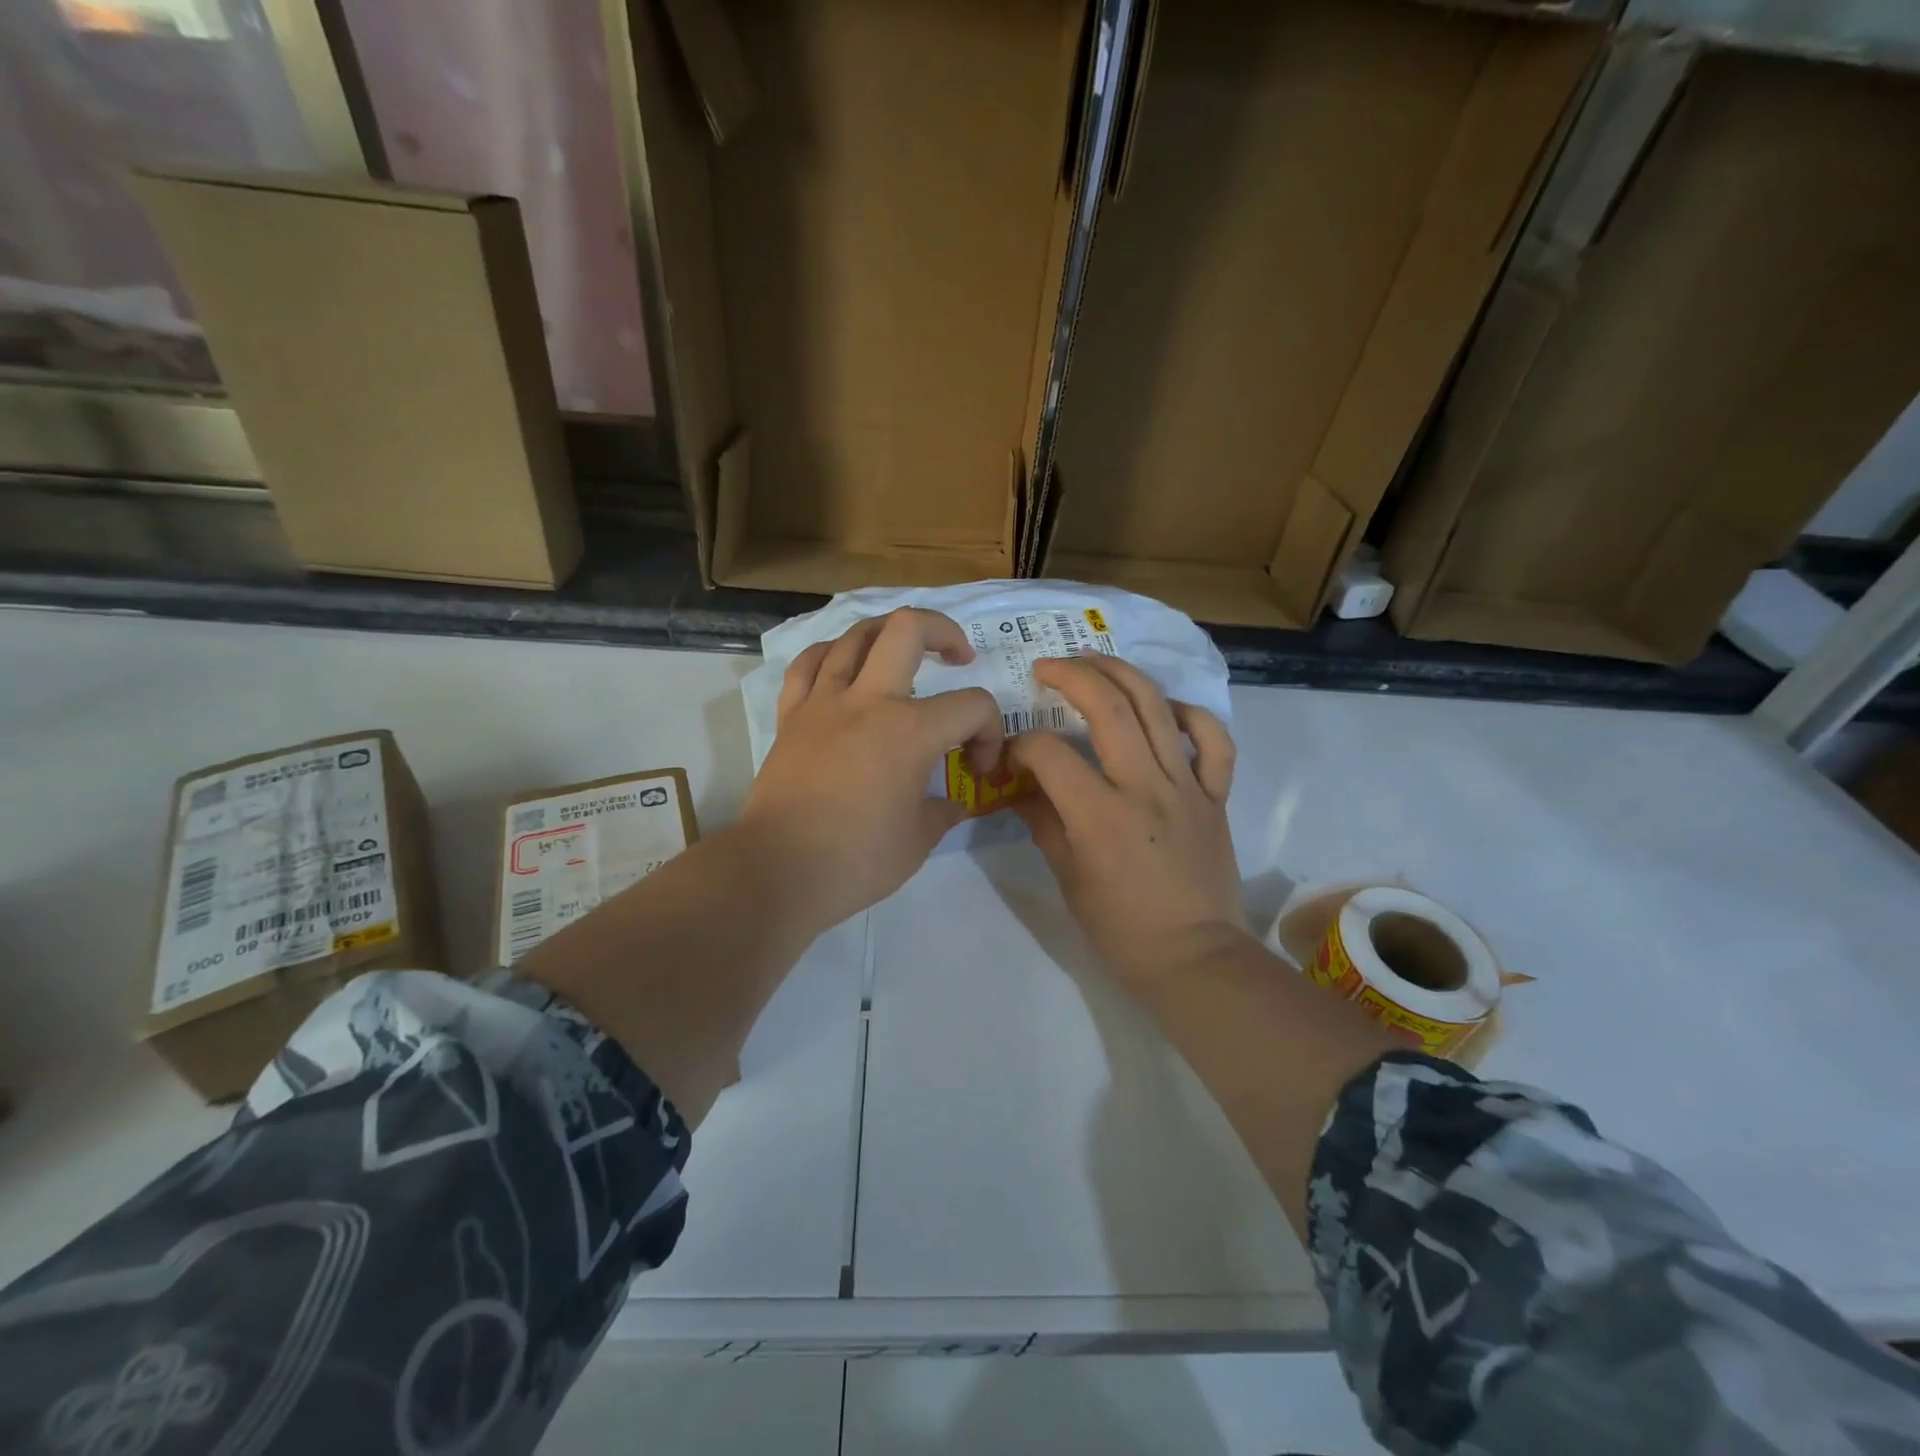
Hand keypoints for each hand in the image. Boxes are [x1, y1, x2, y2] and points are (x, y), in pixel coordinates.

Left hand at [740, 608, 1001, 935]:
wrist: (777, 871)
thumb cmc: (855, 860)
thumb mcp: (918, 841)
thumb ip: (943, 812)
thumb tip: (954, 803)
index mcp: (910, 732)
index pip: (973, 706)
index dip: (990, 732)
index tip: (977, 768)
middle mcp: (868, 701)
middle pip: (909, 628)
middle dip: (944, 631)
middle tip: (958, 657)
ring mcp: (824, 702)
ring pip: (856, 635)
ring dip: (889, 634)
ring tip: (903, 653)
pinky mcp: (791, 716)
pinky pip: (809, 664)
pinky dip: (832, 655)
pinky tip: (844, 665)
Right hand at [1009, 655, 1245, 988]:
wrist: (1194, 959)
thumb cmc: (1121, 929)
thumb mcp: (1067, 878)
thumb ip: (1043, 822)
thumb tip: (1020, 788)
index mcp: (1100, 816)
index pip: (1050, 754)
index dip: (1022, 746)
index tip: (1012, 757)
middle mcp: (1145, 788)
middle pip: (1109, 707)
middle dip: (1072, 675)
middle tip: (1048, 666)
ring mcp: (1187, 788)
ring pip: (1157, 708)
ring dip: (1123, 674)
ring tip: (1096, 661)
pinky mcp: (1216, 796)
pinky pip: (1213, 742)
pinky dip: (1191, 715)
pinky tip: (1167, 708)